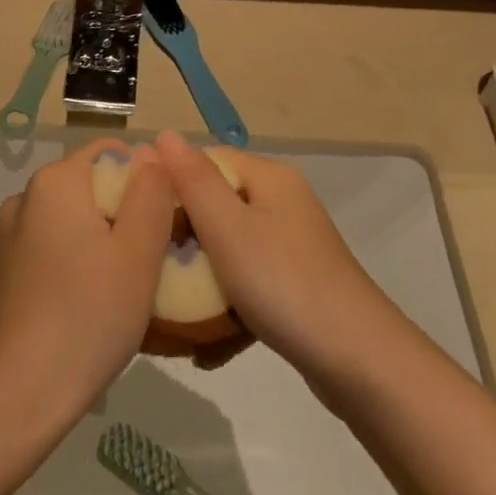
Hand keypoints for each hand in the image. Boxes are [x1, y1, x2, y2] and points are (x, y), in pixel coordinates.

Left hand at [0, 139, 176, 432]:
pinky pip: (50, 249)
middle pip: (89, 186)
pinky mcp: (3, 272)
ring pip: (70, 220)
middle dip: (124, 212)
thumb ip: (151, 192)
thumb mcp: (138, 250)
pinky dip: (74, 262)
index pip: (111, 153)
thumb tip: (151, 153)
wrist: (22, 391)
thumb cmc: (91, 314)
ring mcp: (8, 237)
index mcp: (54, 182)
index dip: (146, 180)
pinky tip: (89, 303)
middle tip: (151, 260)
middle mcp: (24, 198)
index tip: (164, 225)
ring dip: (100, 240)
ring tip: (124, 286)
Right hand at [154, 132, 397, 393]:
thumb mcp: (228, 228)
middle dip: (180, 238)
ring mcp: (290, 246)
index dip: (168, 183)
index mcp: (269, 179)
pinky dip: (225, 307)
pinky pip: (246, 284)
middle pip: (215, 206)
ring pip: (227, 250)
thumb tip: (162, 134)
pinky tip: (205, 344)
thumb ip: (193, 181)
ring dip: (199, 280)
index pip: (206, 161)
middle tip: (149, 267)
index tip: (137, 217)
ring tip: (170, 310)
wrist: (358, 360)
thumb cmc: (284, 283)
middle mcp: (282, 204)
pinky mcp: (294, 284)